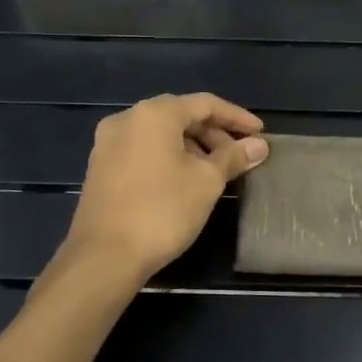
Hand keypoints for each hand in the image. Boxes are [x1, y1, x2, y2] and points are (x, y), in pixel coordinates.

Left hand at [66, 93, 268, 279]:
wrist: (103, 257)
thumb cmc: (162, 211)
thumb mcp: (207, 182)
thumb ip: (234, 157)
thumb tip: (259, 145)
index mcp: (153, 114)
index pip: (205, 104)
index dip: (236, 117)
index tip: (260, 134)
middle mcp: (126, 119)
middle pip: (180, 116)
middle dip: (214, 134)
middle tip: (239, 156)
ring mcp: (108, 144)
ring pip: (161, 134)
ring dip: (192, 147)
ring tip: (216, 171)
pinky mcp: (101, 168)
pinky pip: (144, 150)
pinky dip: (169, 157)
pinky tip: (186, 180)